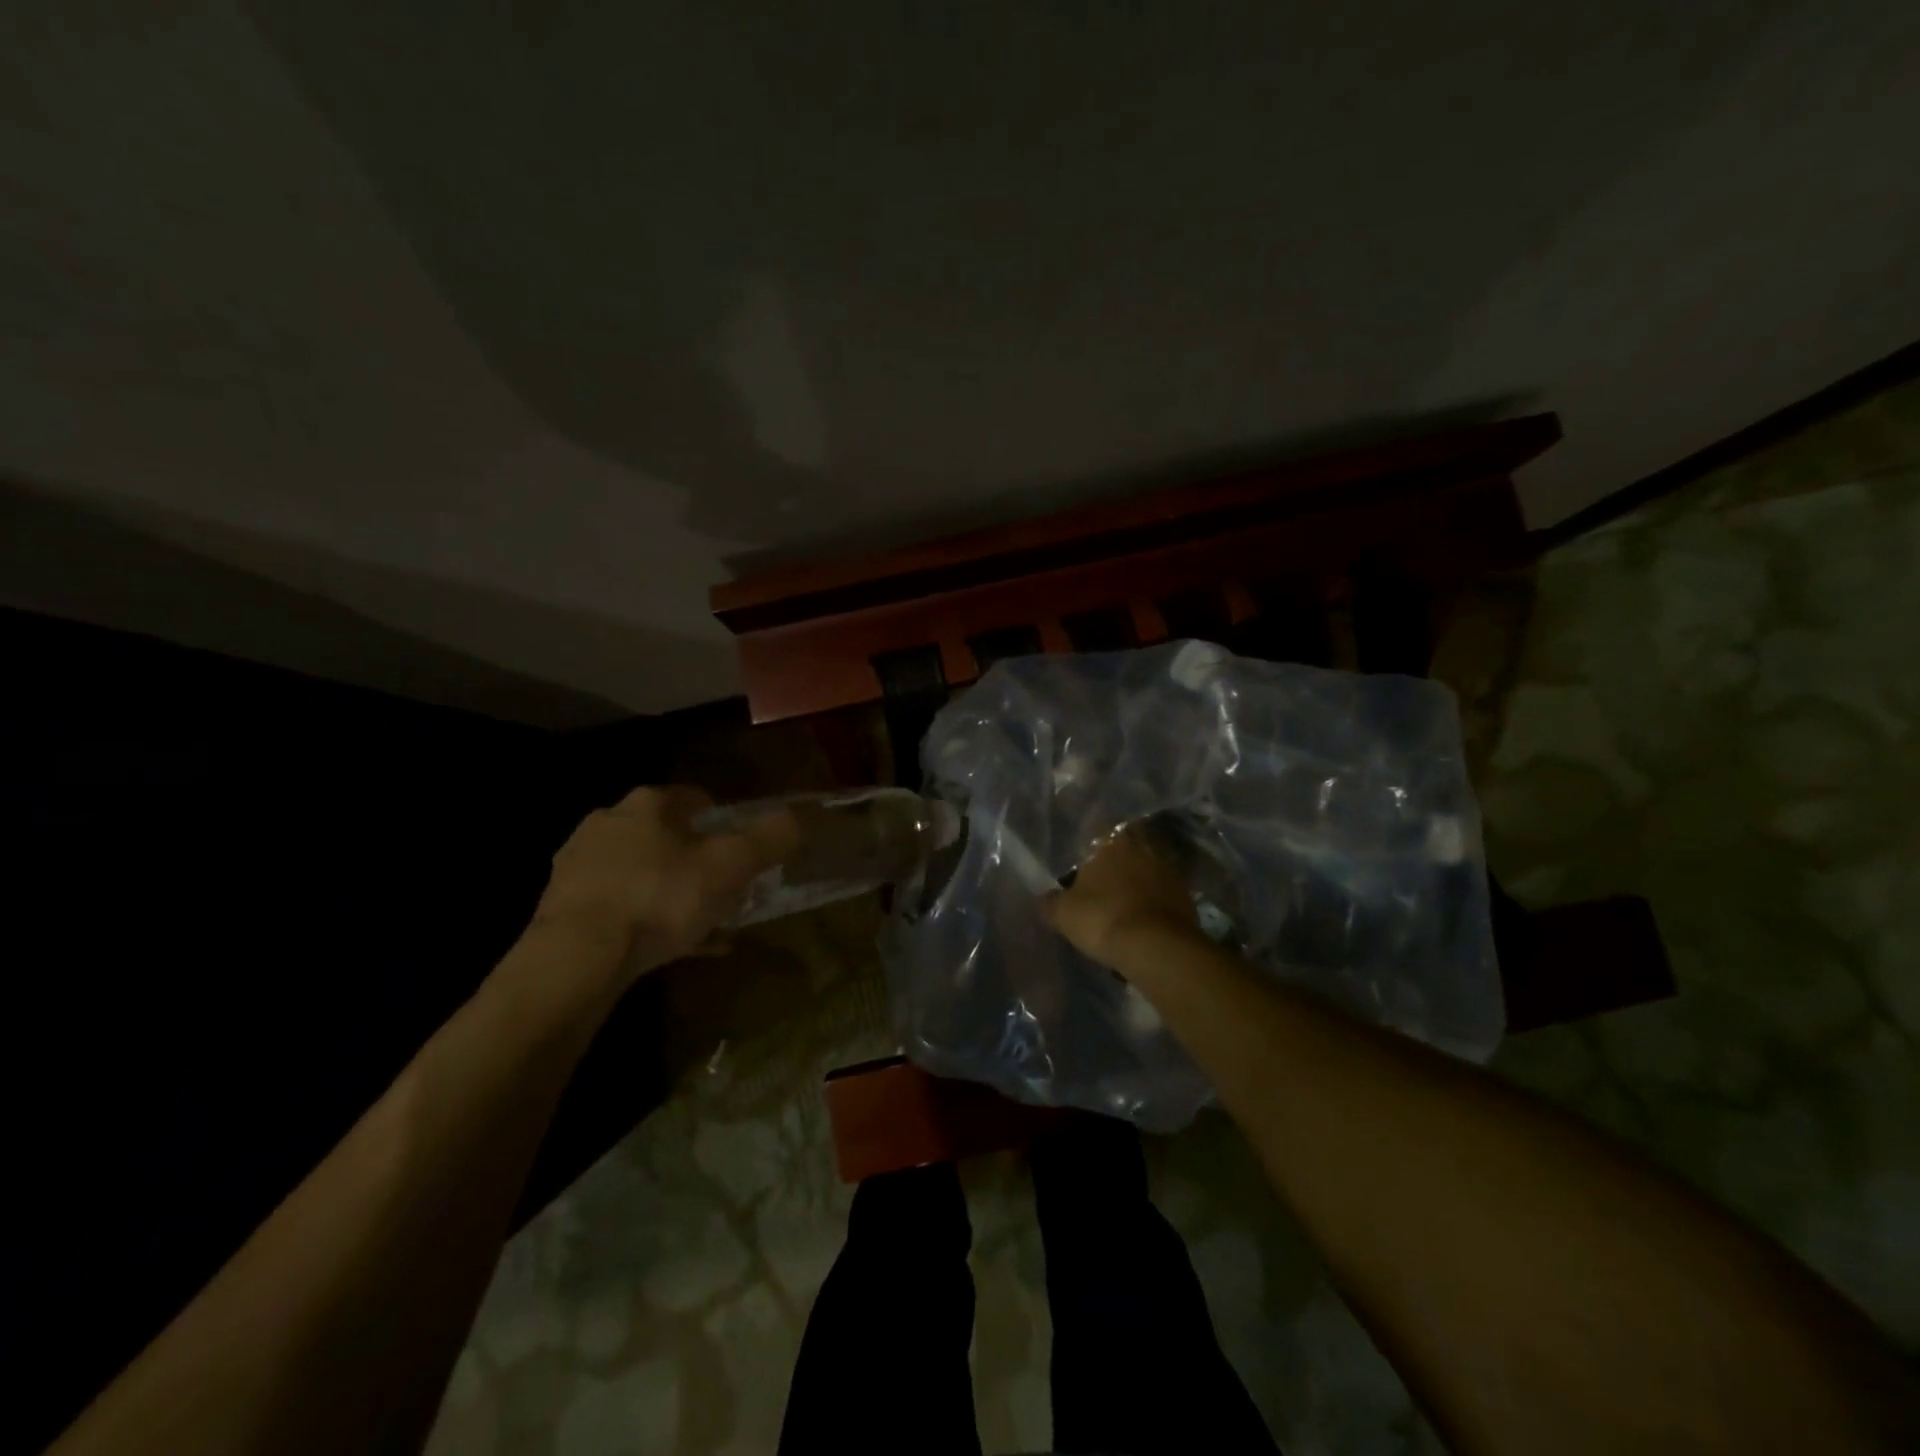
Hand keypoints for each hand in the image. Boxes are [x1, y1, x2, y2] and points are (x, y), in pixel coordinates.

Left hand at [532, 786, 800, 978]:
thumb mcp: (731, 866)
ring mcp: (579, 865)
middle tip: (723, 888)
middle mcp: (608, 823)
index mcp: (648, 804)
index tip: (741, 850)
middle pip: (666, 835)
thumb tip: (809, 814)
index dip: (724, 820)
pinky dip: (646, 920)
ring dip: (671, 891)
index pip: (695, 798)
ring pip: (641, 872)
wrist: (578, 957)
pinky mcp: (562, 906)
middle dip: (696, 858)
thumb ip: (772, 837)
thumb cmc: (662, 898)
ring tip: (699, 924)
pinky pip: (619, 906)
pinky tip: (668, 948)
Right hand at [1042, 824, 1200, 968]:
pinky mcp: (1185, 894)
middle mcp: (1142, 845)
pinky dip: (1153, 901)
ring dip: (1136, 881)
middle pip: (1125, 848)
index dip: (1089, 845)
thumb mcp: (1063, 913)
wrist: (1157, 947)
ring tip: (1121, 902)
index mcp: (1111, 840)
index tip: (1082, 861)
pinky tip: (1141, 918)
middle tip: (1101, 882)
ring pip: (1146, 869)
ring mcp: (1168, 869)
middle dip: (1115, 862)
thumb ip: (1050, 902)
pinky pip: (1162, 892)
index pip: (1098, 829)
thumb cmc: (1102, 918)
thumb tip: (1044, 898)